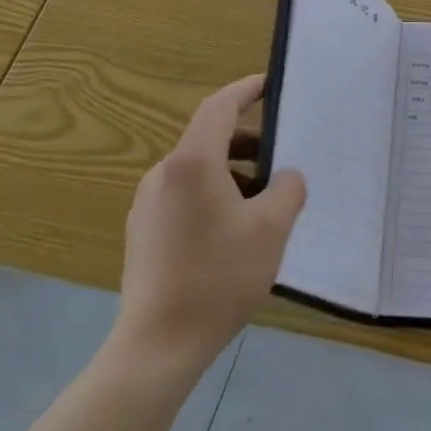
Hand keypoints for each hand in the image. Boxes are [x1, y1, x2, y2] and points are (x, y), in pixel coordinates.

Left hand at [111, 75, 305, 376]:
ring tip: (264, 199)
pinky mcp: (143, 232)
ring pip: (197, 170)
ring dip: (233, 171)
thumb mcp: (271, 228)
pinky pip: (184, 195)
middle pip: (209, 138)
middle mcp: (164, 173)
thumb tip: (286, 177)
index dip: (246, 89)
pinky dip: (214, 194)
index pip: (220, 106)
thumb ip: (287, 189)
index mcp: (192, 162)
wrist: (157, 346)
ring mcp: (148, 204)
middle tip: (281, 155)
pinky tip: (234, 230)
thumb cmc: (218, 276)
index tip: (271, 84)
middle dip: (248, 140)